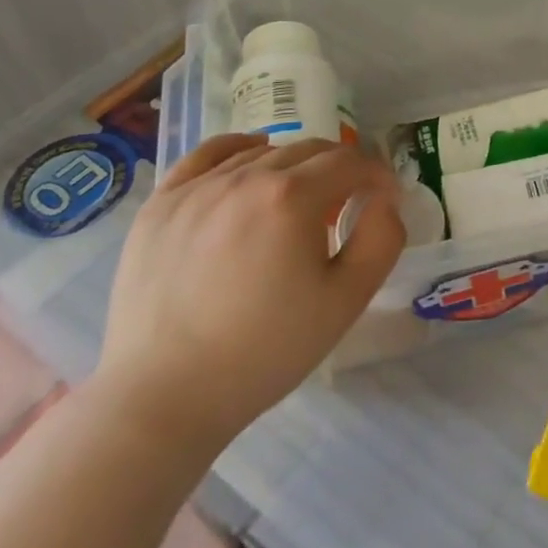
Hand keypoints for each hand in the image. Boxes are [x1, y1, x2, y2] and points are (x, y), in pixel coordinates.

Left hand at [94, 134, 403, 449]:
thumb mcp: (347, 300)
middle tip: (349, 202)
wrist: (163, 398)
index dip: (378, 175)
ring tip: (299, 201)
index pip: (351, 162)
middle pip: (309, 150)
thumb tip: (384, 200)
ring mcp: (197, 188)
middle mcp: (245, 177)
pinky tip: (251, 160)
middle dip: (341, 168)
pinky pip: (206, 156)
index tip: (386, 198)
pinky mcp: (160, 206)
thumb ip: (382, 239)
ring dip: (295, 166)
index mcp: (292, 197)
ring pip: (263, 152)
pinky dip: (238, 149)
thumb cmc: (265, 351)